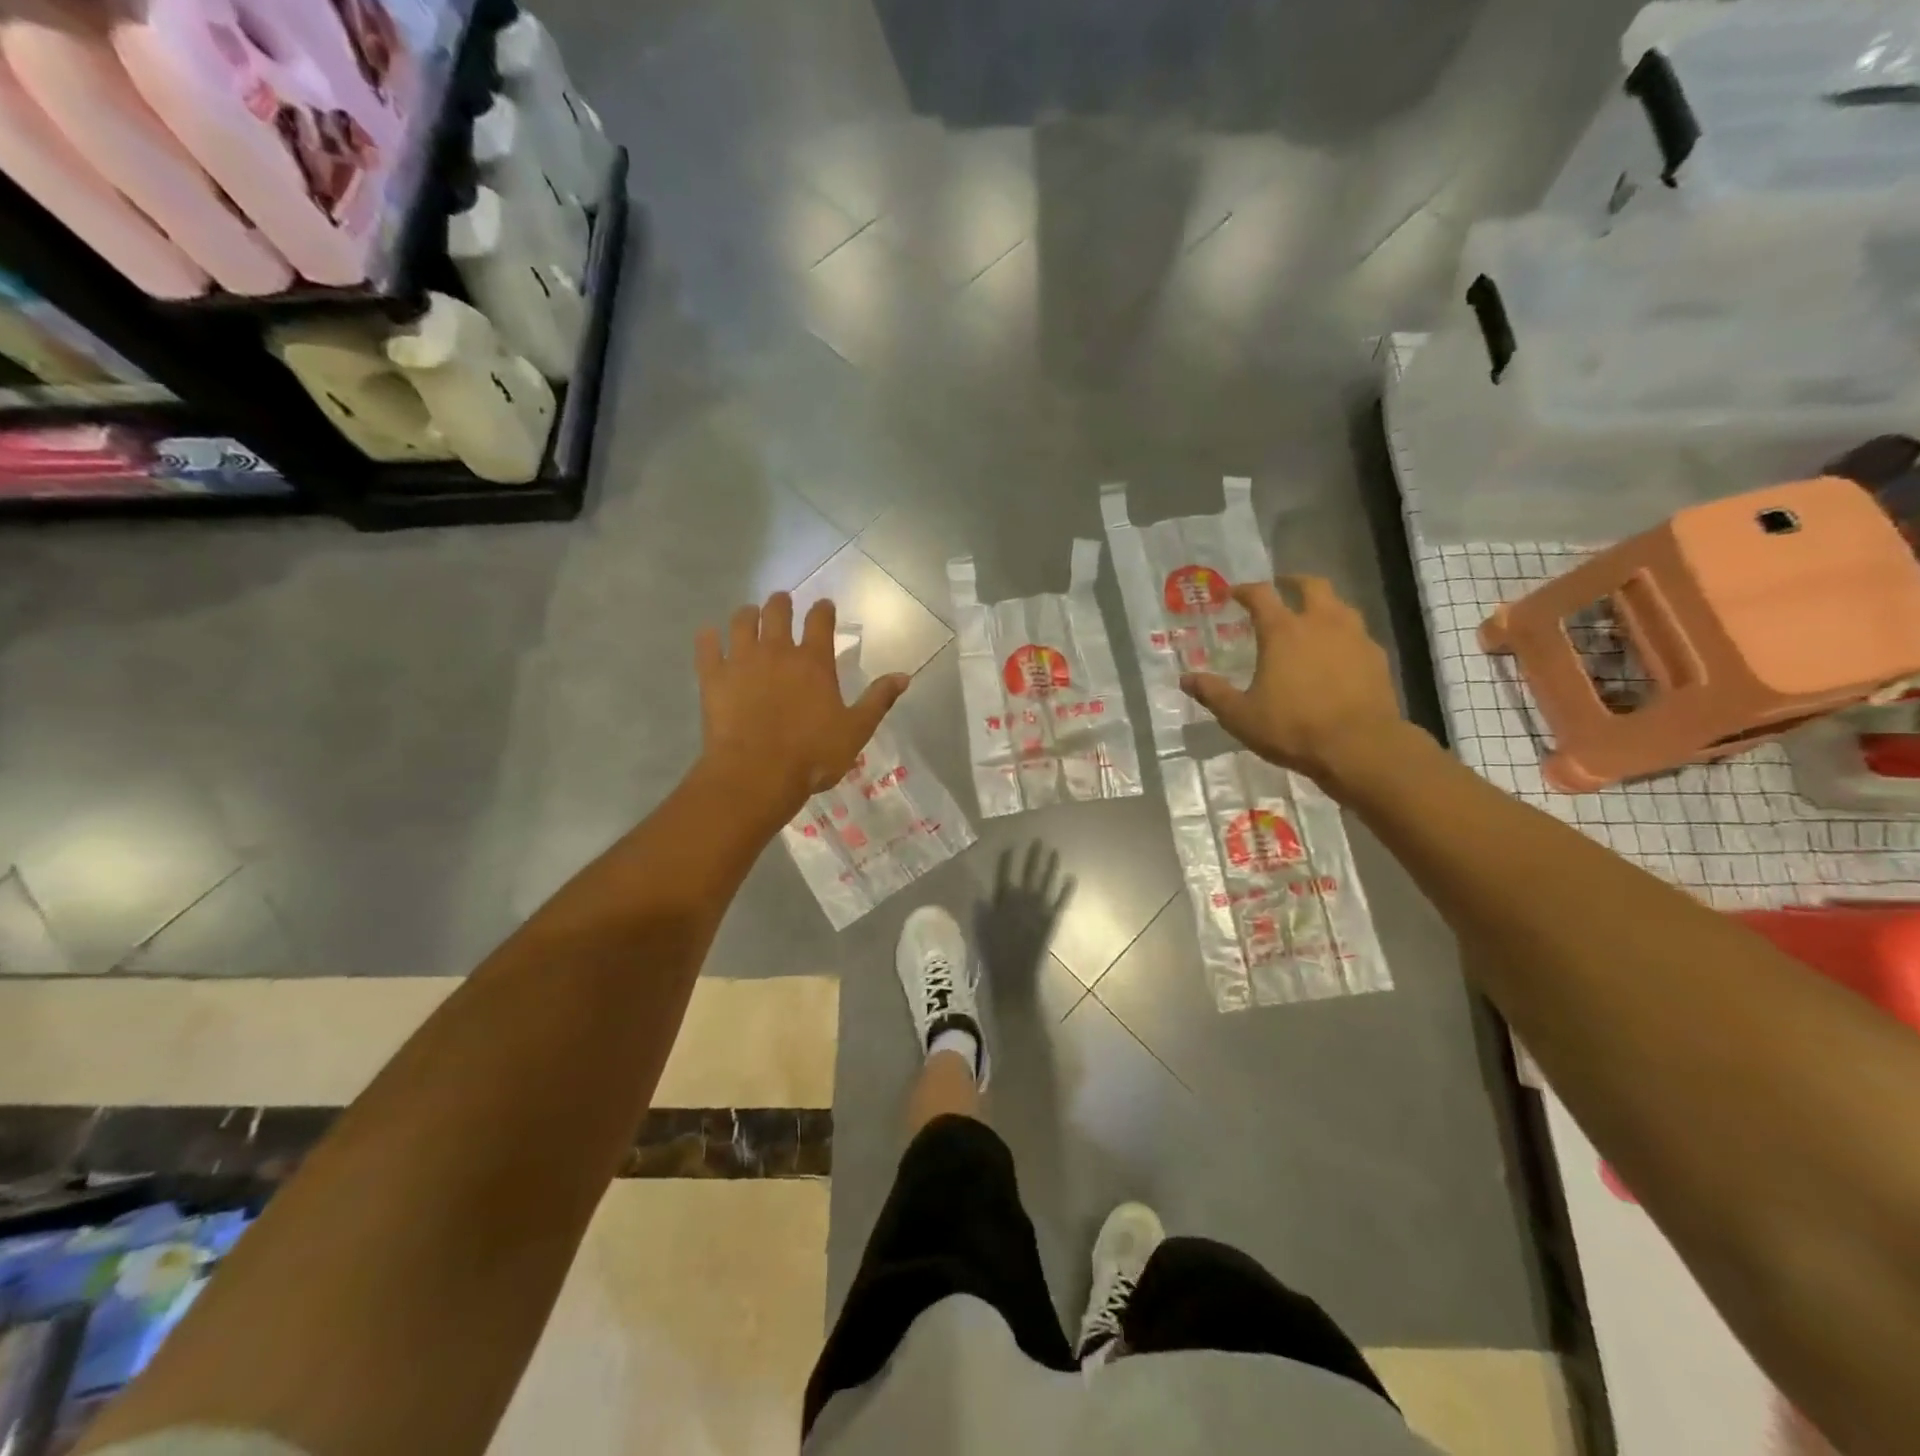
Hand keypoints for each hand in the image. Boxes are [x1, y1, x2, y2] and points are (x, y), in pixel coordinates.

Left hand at [695, 593, 909, 817]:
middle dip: (782, 603)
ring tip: (749, 614)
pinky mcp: (713, 677)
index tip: (824, 605)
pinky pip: (707, 646)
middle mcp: (777, 651)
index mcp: (814, 662)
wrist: (756, 774)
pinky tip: (710, 635)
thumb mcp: (856, 730)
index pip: (820, 621)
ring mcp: (742, 661)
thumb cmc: (812, 755)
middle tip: (783, 601)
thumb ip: (878, 700)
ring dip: (748, 614)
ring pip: (742, 622)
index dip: (823, 609)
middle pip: (777, 612)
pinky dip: (709, 637)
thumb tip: (904, 676)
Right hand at [973, 844, 1074, 1004]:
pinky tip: (1072, 878)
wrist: (1014, 972)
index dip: (1008, 859)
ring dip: (1051, 866)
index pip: (1005, 873)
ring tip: (1055, 851)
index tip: (1012, 844)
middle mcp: (1022, 899)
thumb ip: (983, 909)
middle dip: (1033, 856)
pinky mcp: (1050, 919)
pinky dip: (1066, 890)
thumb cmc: (993, 950)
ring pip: (1046, 882)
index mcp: (1003, 900)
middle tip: (1039, 840)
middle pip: (1028, 872)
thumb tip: (983, 893)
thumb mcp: (981, 927)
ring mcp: (1038, 909)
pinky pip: (1060, 901)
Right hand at [1181, 576, 1410, 792]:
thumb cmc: (1292, 727)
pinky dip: (1343, 635)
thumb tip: (1186, 679)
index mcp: (1283, 631)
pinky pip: (1357, 635)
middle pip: (1312, 585)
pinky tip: (1337, 655)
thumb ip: (1213, 693)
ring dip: (1323, 605)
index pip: (1261, 595)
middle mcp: (1321, 623)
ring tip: (1311, 620)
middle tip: (1282, 587)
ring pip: (1340, 606)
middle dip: (1294, 582)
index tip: (1233, 593)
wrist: (1360, 747)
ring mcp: (1355, 638)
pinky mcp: (1377, 658)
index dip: (1245, 590)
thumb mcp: (1240, 716)